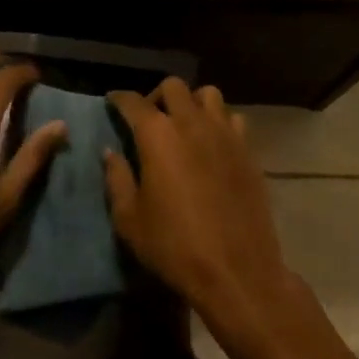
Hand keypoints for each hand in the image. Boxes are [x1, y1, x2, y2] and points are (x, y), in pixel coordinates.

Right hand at [103, 80, 296, 340]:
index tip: (112, 102)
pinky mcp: (247, 150)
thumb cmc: (174, 246)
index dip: (119, 99)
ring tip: (185, 125)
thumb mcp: (130, 219)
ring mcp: (224, 134)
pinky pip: (233, 119)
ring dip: (192, 103)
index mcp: (157, 135)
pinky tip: (213, 144)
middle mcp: (191, 123)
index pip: (133, 102)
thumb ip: (117, 179)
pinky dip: (219, 122)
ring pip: (208, 94)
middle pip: (173, 87)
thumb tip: (111, 152)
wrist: (236, 271)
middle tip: (150, 119)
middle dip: (157, 96)